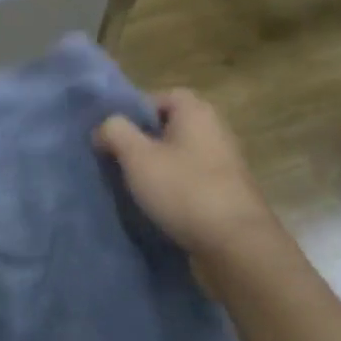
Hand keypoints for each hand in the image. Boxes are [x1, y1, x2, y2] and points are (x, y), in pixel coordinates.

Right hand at [95, 89, 274, 260]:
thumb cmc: (184, 190)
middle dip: (143, 142)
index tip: (115, 136)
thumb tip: (105, 127)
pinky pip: (192, 179)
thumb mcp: (137, 157)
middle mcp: (215, 130)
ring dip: (158, 167)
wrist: (235, 243)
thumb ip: (115, 132)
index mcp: (196, 112)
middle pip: (170, 126)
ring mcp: (225, 162)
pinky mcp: (227, 192)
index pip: (161, 96)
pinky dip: (175, 188)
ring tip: (135, 187)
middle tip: (119, 161)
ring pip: (180, 155)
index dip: (135, 112)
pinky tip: (159, 206)